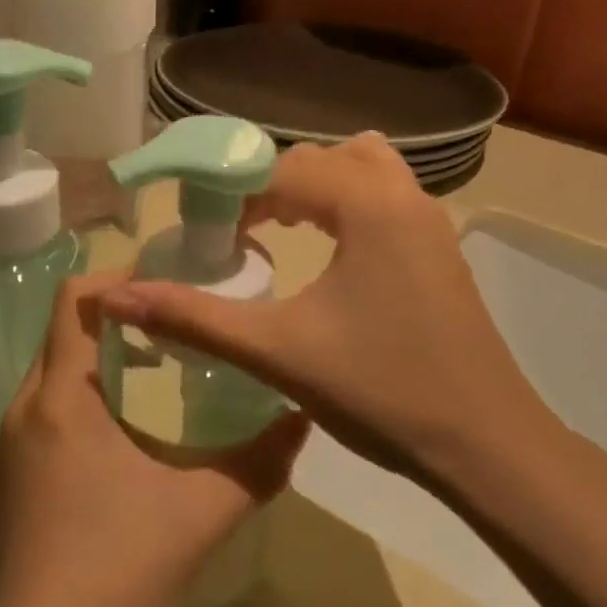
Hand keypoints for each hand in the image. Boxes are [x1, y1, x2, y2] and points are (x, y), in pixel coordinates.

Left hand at [0, 273, 308, 606]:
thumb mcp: (201, 515)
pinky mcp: (11, 470)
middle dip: (117, 313)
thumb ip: (258, 462)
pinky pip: (47, 403)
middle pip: (64, 327)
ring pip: (55, 366)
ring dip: (102, 353)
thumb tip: (302, 415)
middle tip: (176, 318)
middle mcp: (26, 405)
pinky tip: (125, 425)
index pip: (73, 298)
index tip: (167, 281)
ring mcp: (11, 440)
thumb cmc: (115, 576)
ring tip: (159, 362)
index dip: (117, 276)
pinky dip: (84, 389)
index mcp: (62, 397)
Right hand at [97, 134, 554, 485]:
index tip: (204, 234)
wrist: (488, 447)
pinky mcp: (440, 247)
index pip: (281, 169)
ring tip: (280, 228)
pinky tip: (328, 251)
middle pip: (320, 158)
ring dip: (314, 187)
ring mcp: (431, 219)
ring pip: (361, 167)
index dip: (233, 194)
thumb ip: (194, 319)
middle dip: (270, 185)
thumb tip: (118, 297)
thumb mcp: (277, 352)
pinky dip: (347, 203)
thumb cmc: (382, 391)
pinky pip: (384, 195)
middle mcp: (404, 195)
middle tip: (236, 232)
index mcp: (367, 205)